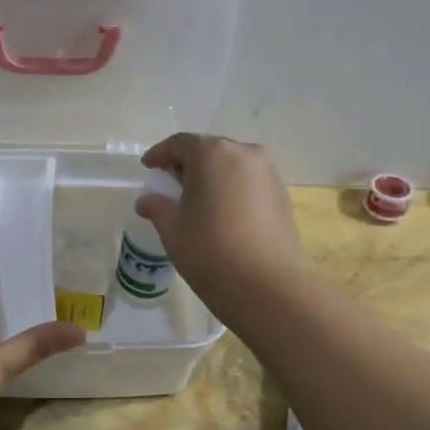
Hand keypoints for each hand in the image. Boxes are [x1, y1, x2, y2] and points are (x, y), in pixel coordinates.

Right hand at [135, 133, 305, 309]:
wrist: (266, 286)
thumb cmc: (209, 250)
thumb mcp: (172, 228)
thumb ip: (157, 206)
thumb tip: (147, 201)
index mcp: (212, 153)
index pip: (179, 144)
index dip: (160, 154)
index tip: (148, 167)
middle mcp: (244, 153)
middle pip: (209, 150)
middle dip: (188, 164)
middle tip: (171, 184)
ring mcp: (268, 173)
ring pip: (232, 165)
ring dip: (212, 176)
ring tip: (198, 200)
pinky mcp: (283, 195)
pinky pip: (249, 182)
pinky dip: (232, 189)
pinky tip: (223, 212)